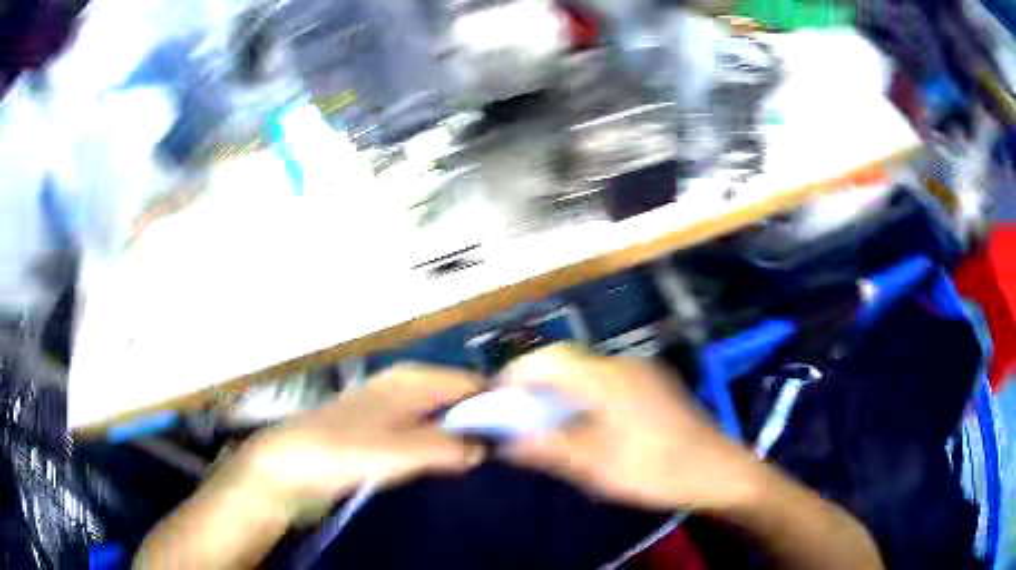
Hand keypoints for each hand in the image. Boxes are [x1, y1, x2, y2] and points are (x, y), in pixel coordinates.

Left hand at [230, 365, 484, 520]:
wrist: (291, 463)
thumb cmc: (343, 452)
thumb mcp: (400, 453)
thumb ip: (446, 447)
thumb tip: (485, 447)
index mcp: (411, 380)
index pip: (470, 383)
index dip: (497, 404)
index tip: (520, 432)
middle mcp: (404, 384)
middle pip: (456, 396)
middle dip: (480, 420)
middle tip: (503, 451)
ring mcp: (391, 404)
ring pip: (440, 412)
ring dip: (460, 433)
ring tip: (481, 459)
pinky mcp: (380, 425)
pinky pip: (423, 427)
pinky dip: (438, 441)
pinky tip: (444, 461)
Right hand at [499, 344, 760, 510]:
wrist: (717, 471)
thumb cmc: (656, 470)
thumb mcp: (596, 466)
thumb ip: (548, 448)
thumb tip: (506, 441)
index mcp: (607, 378)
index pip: (548, 359)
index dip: (515, 375)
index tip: (494, 400)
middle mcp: (623, 364)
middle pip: (565, 359)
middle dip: (534, 381)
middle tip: (516, 412)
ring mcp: (641, 372)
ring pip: (585, 368)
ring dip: (558, 387)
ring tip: (544, 418)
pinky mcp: (652, 384)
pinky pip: (605, 378)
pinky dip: (581, 392)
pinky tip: (583, 420)